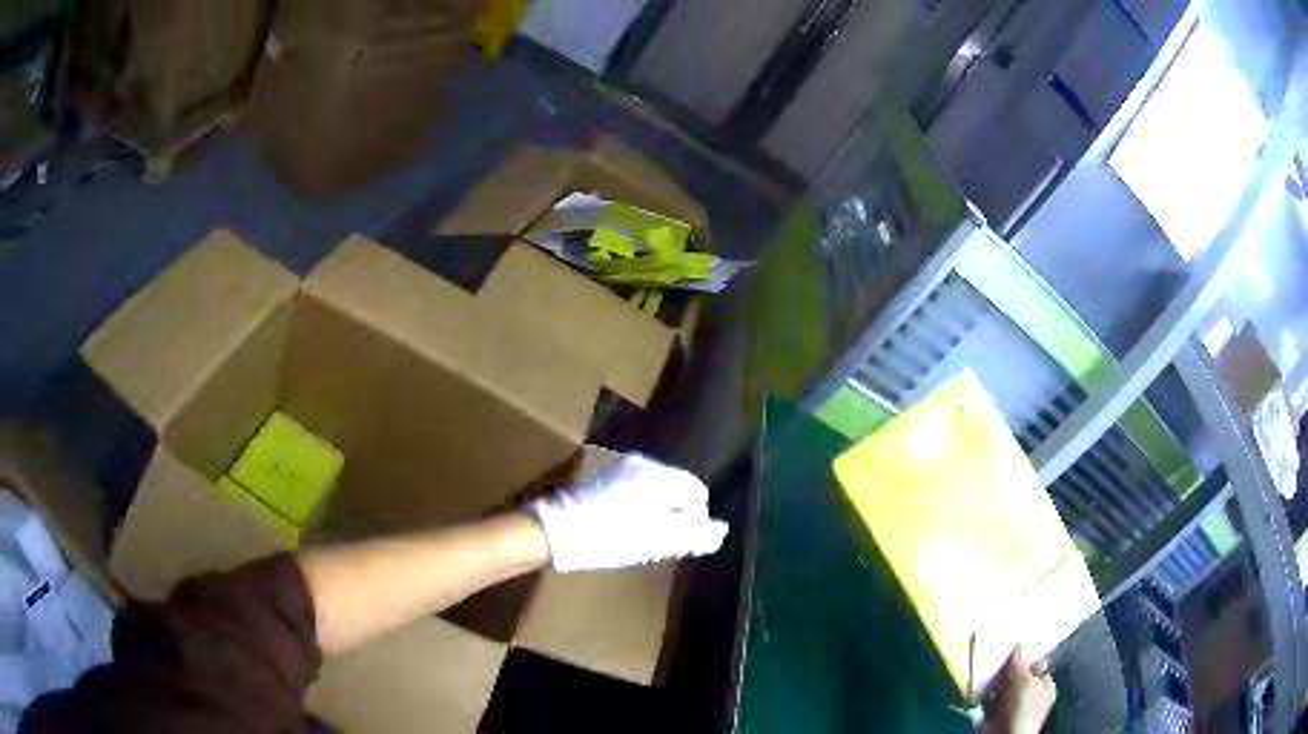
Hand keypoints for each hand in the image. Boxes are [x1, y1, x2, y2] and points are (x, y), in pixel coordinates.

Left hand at [527, 453, 728, 571]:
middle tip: (662, 540)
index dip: (697, 518)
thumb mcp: (655, 543)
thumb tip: (722, 530)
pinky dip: (633, 503)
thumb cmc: (608, 538)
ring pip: (650, 486)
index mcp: (655, 474)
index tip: (683, 540)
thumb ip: (693, 536)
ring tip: (639, 534)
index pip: (695, 490)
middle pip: (672, 485)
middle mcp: (637, 461)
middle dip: (674, 512)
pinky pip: (628, 485)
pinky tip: (618, 524)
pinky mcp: (594, 471)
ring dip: (653, 508)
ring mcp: (612, 463)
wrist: (550, 532)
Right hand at [985, 649, 1055, 733]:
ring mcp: (1022, 710)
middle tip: (999, 675)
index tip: (1012, 660)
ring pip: (1008, 692)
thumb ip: (1020, 662)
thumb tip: (1020, 645)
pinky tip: (988, 702)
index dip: (1026, 661)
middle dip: (1009, 676)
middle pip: (1022, 679)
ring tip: (991, 689)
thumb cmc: (1020, 705)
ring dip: (999, 690)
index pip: (1038, 666)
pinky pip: (998, 705)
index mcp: (1048, 684)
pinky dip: (992, 703)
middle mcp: (1038, 696)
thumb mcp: (1021, 678)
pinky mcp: (1006, 719)